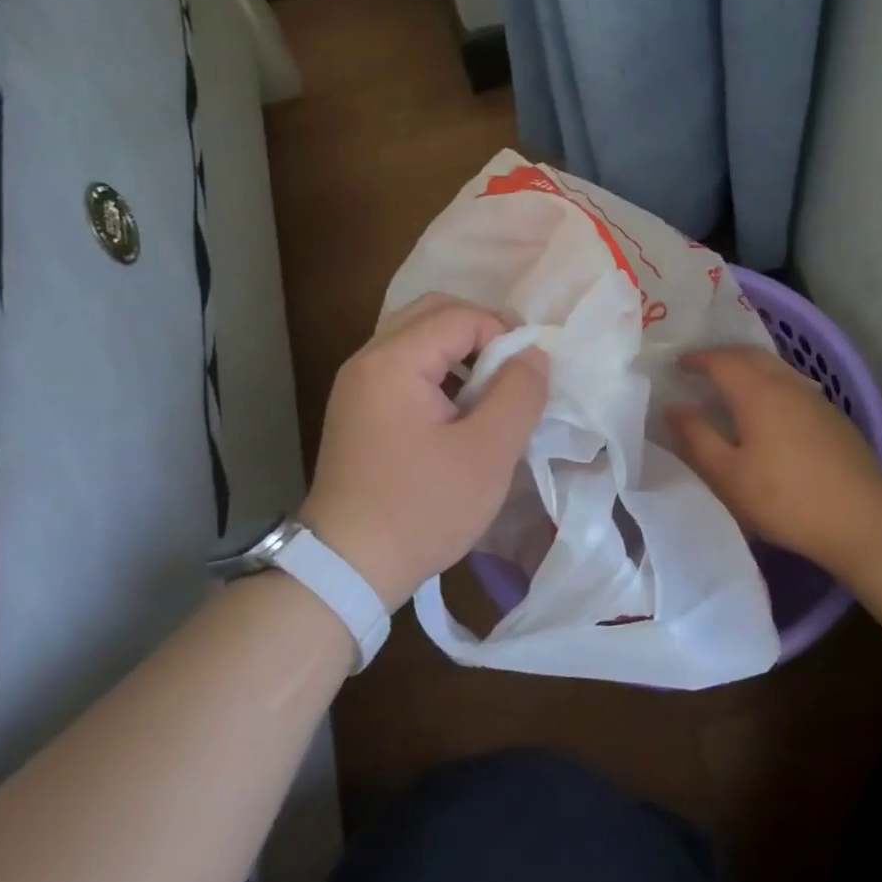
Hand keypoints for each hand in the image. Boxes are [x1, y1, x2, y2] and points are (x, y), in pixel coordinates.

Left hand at [300, 294, 549, 609]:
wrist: (347, 567)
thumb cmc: (423, 508)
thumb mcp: (488, 453)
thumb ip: (519, 393)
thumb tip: (534, 354)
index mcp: (393, 361)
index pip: (460, 316)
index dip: (504, 335)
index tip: (527, 378)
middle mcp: (367, 361)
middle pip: (433, 315)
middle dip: (481, 334)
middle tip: (512, 374)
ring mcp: (357, 386)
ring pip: (418, 341)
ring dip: (461, 355)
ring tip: (490, 396)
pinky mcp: (358, 411)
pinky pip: (405, 370)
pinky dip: (439, 376)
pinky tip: (460, 414)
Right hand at [668, 347, 881, 572]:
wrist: (861, 519)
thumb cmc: (784, 498)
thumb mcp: (728, 474)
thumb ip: (697, 437)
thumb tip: (674, 407)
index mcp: (758, 392)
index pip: (722, 360)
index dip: (696, 359)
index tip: (677, 365)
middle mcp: (788, 384)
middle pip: (752, 356)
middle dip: (723, 357)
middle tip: (700, 369)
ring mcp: (816, 399)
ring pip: (776, 369)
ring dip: (749, 370)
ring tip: (730, 388)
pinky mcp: (834, 418)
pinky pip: (793, 387)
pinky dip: (770, 387)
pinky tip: (768, 412)